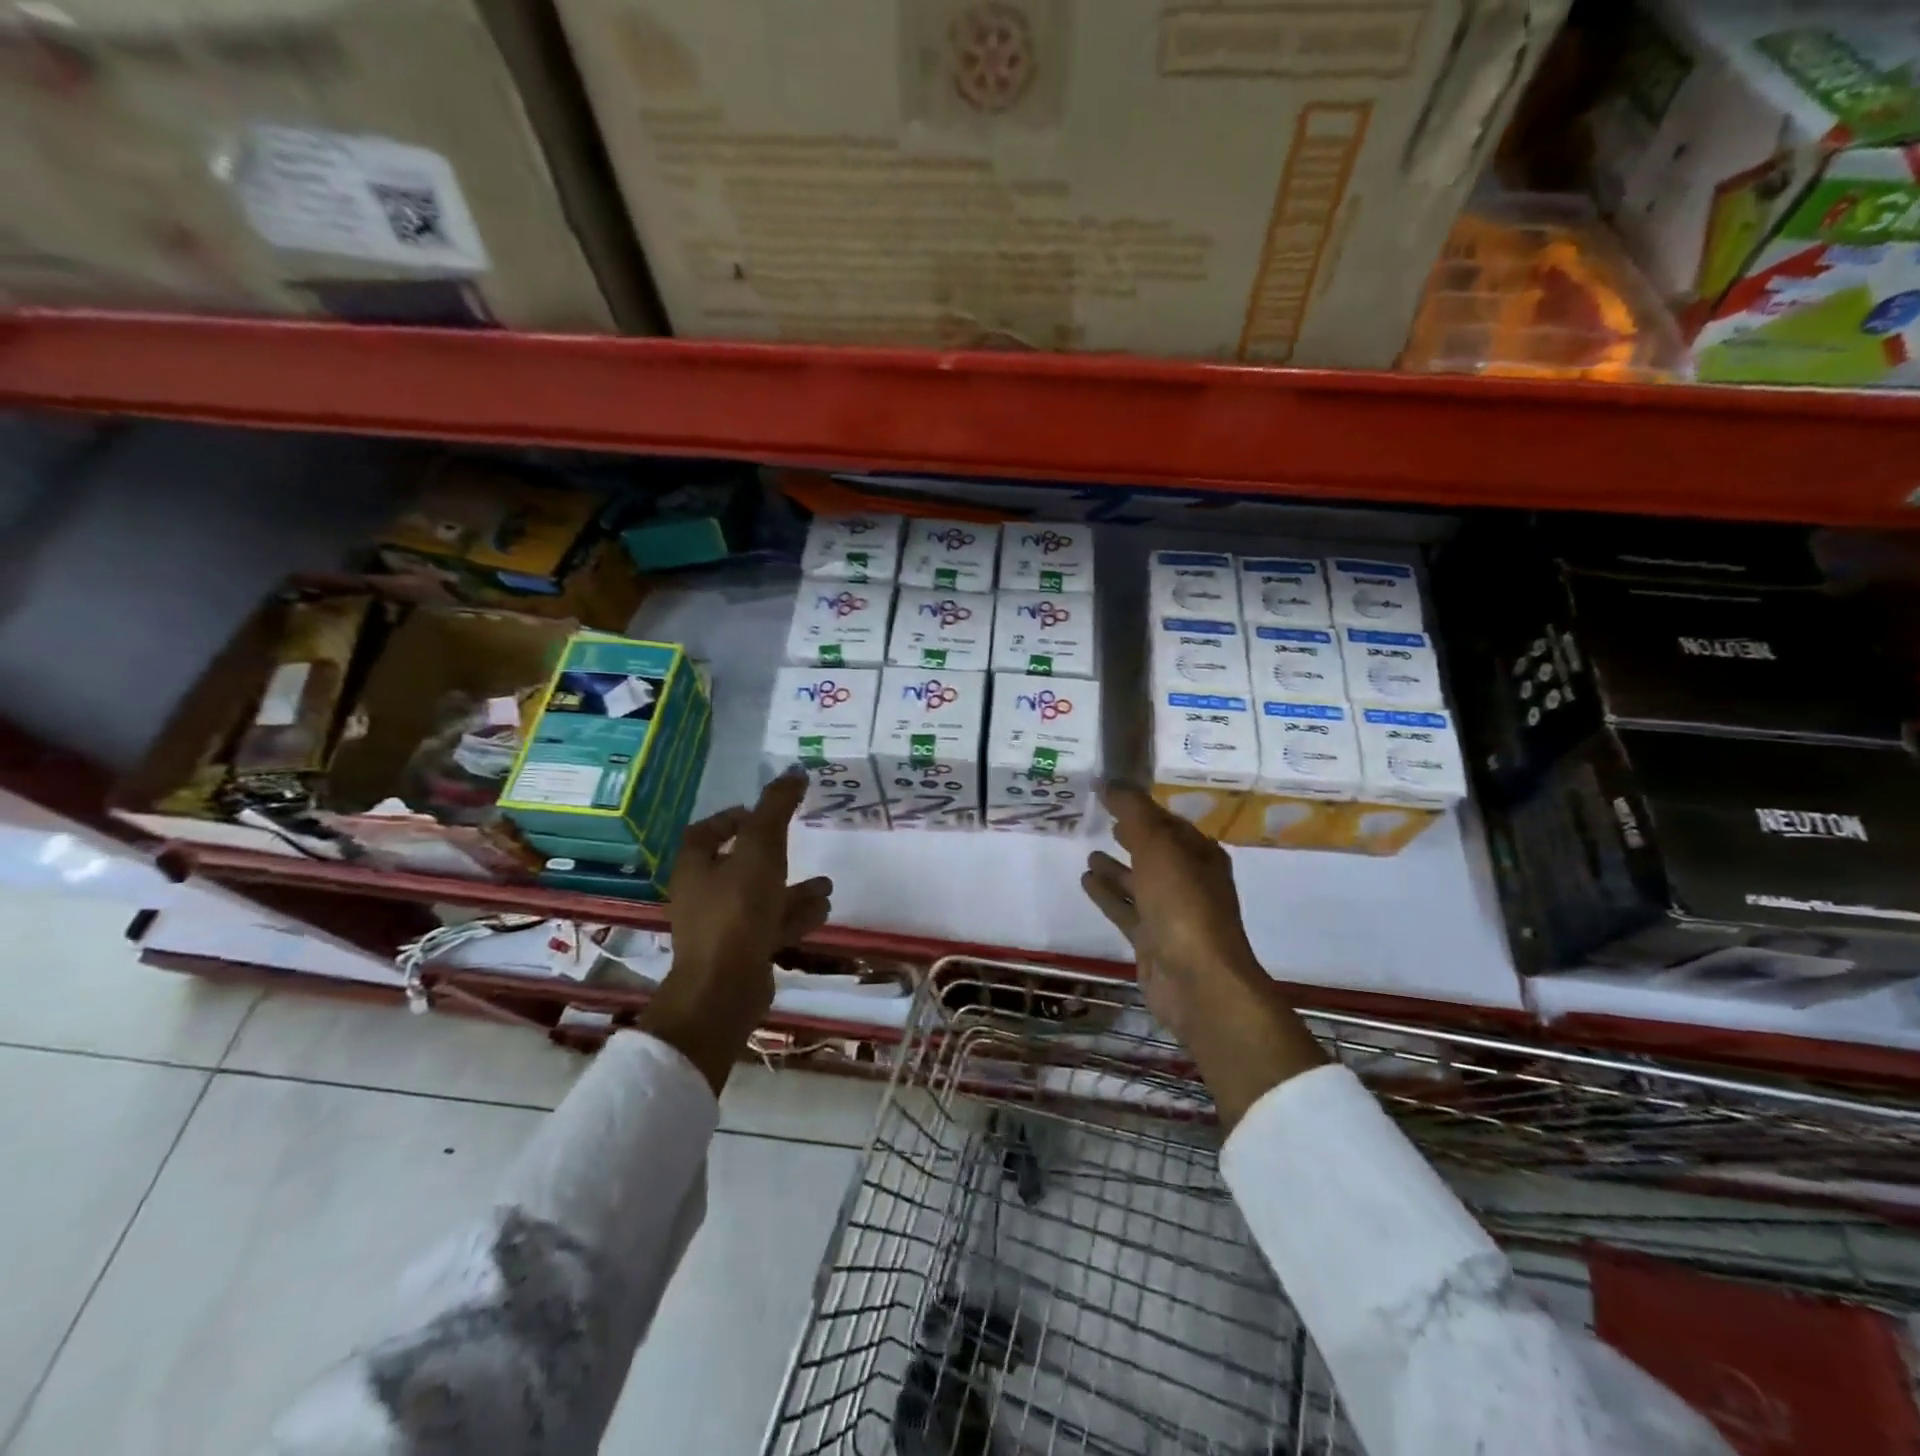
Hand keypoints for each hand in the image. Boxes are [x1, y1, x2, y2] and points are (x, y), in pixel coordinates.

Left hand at [638, 772, 832, 1093]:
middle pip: (737, 865)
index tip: (763, 813)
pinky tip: (823, 909)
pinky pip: (770, 925)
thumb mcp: (760, 850)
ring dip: (792, 888)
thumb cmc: (737, 910)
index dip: (733, 818)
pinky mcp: (740, 953)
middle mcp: (702, 894)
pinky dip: (795, 915)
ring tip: (826, 884)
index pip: (707, 831)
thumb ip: (776, 809)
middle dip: (773, 854)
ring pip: (760, 897)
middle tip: (799, 844)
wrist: (725, 989)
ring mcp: (721, 927)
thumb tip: (794, 772)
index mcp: (695, 865)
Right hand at [1081, 785, 1323, 1127]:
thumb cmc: (1183, 905)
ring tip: (1089, 851)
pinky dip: (1107, 894)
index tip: (1110, 793)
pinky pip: (1125, 908)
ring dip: (1116, 867)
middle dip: (1131, 835)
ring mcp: (1170, 913)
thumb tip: (1110, 781)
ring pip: (1138, 881)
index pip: (1167, 821)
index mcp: (1199, 855)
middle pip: (1155, 850)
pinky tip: (1085, 880)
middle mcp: (1188, 881)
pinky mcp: (1151, 940)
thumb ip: (1133, 812)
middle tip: (1102, 817)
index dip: (1140, 807)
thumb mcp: (1158, 846)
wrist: (1197, 981)